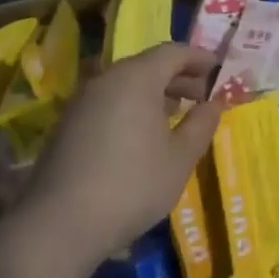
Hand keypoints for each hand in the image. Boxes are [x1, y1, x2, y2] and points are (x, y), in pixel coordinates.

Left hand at [9, 43, 221, 275]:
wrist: (59, 225)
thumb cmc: (132, 185)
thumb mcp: (180, 158)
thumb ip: (201, 125)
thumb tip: (214, 104)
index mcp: (136, 78)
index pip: (173, 52)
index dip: (200, 58)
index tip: (220, 69)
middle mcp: (107, 79)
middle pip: (148, 65)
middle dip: (179, 76)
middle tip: (203, 96)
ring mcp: (82, 101)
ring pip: (127, 83)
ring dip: (155, 93)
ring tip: (177, 116)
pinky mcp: (68, 124)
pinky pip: (109, 101)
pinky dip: (132, 106)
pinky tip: (143, 135)